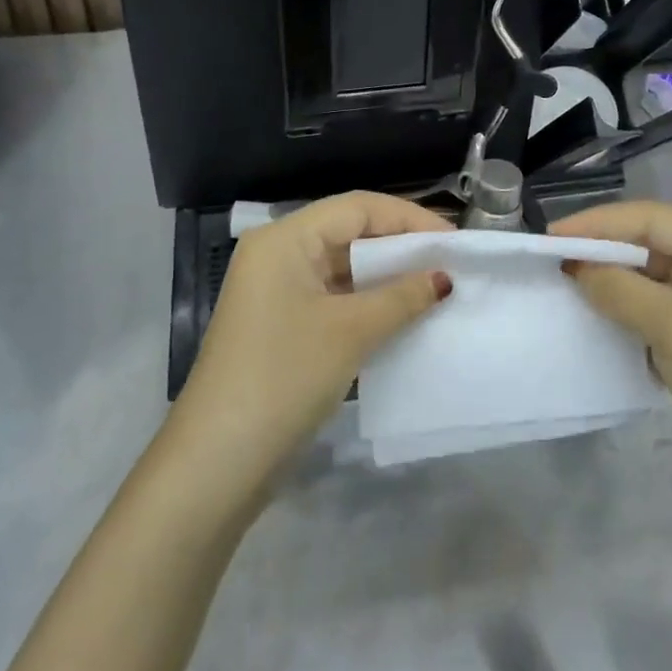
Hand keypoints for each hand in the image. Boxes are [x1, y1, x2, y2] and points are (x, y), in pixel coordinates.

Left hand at [168, 192, 451, 501]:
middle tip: (450, 264)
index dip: (410, 218)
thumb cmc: (285, 377)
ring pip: (343, 268)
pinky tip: (403, 316)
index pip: (358, 208)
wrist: (217, 463)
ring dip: (387, 278)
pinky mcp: (281, 325)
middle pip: (350, 233)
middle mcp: (277, 254)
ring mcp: (277, 292)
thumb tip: (444, 278)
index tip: (454, 241)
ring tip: (436, 289)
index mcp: (285, 239)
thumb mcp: (351, 332)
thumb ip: (402, 297)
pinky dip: (368, 303)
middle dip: (401, 247)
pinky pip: (333, 298)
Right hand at [551, 201, 671, 515]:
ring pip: (648, 280)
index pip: (655, 219)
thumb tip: (575, 268)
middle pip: (652, 245)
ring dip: (610, 283)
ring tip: (564, 285)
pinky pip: (651, 312)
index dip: (602, 223)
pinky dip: (622, 312)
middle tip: (553, 260)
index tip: (553, 236)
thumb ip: (619, 289)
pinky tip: (591, 317)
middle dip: (604, 251)